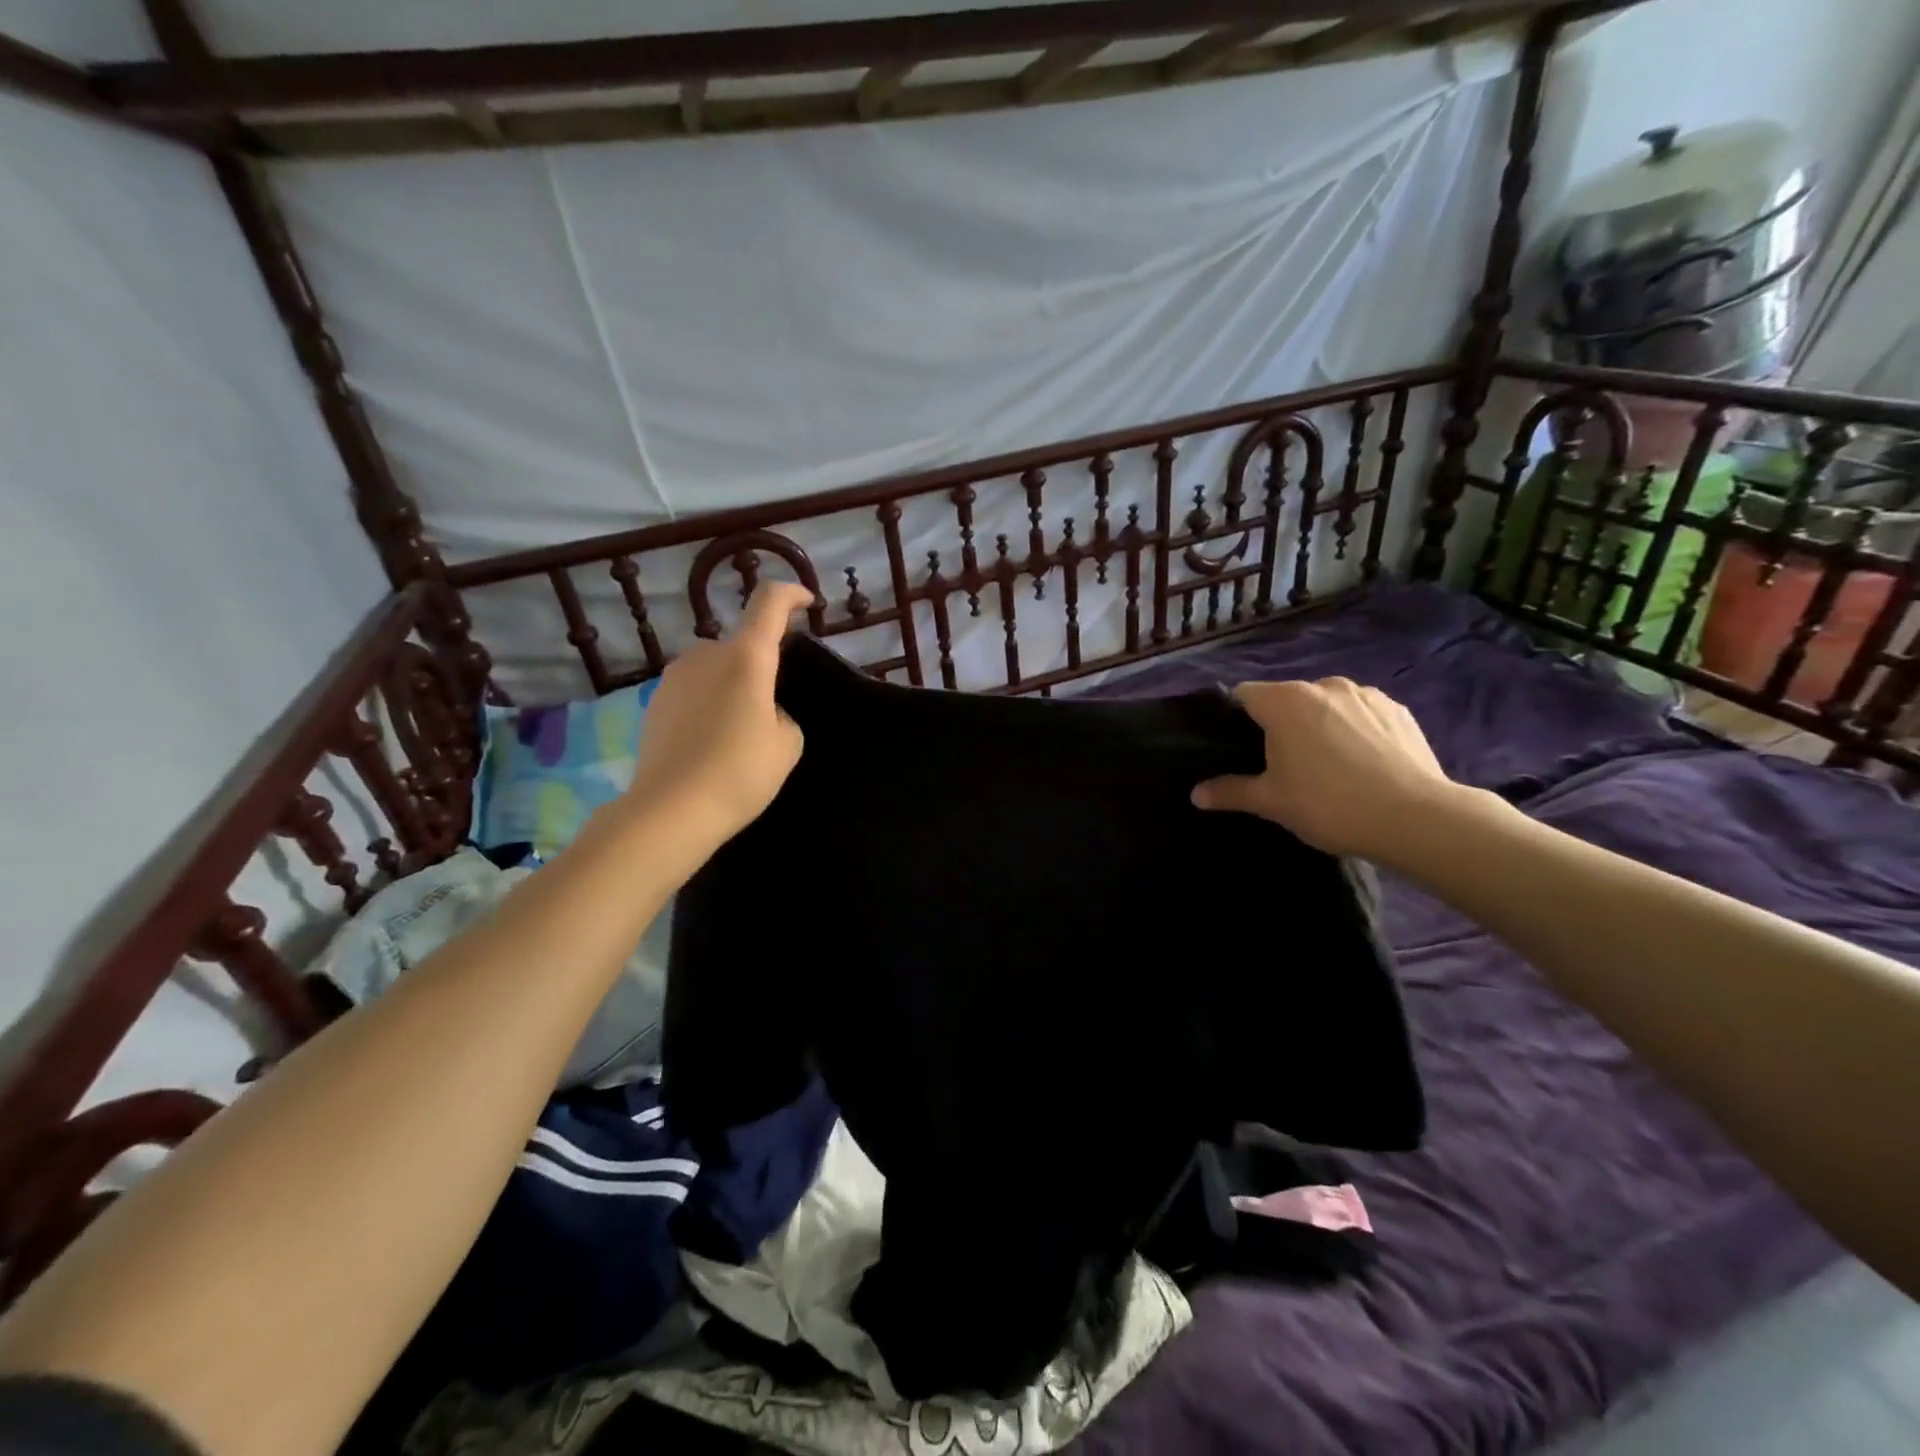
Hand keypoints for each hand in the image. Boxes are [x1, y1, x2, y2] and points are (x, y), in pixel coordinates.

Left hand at [627, 582, 812, 842]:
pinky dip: (709, 705)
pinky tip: (712, 744)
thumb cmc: (740, 773)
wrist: (671, 810)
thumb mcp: (788, 744)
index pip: (769, 603)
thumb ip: (782, 713)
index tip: (807, 603)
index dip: (792, 595)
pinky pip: (694, 691)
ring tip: (740, 732)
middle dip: (761, 665)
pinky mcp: (655, 702)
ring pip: (716, 669)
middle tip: (773, 708)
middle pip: (742, 644)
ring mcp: (675, 677)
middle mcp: (706, 655)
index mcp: (746, 657)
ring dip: (733, 686)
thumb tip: (762, 711)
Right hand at [1191, 678, 1457, 859]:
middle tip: (1283, 766)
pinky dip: (1355, 730)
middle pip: (1286, 699)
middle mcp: (1323, 685)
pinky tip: (1363, 764)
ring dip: (1319, 725)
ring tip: (1328, 766)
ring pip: (1326, 705)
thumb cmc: (1329, 804)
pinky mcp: (1398, 709)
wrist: (1416, 819)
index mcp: (1285, 701)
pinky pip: (1361, 714)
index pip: (1244, 695)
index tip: (1241, 749)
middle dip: (1280, 724)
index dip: (1236, 719)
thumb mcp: (1271, 802)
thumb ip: (1230, 792)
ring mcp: (1366, 694)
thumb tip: (1195, 794)